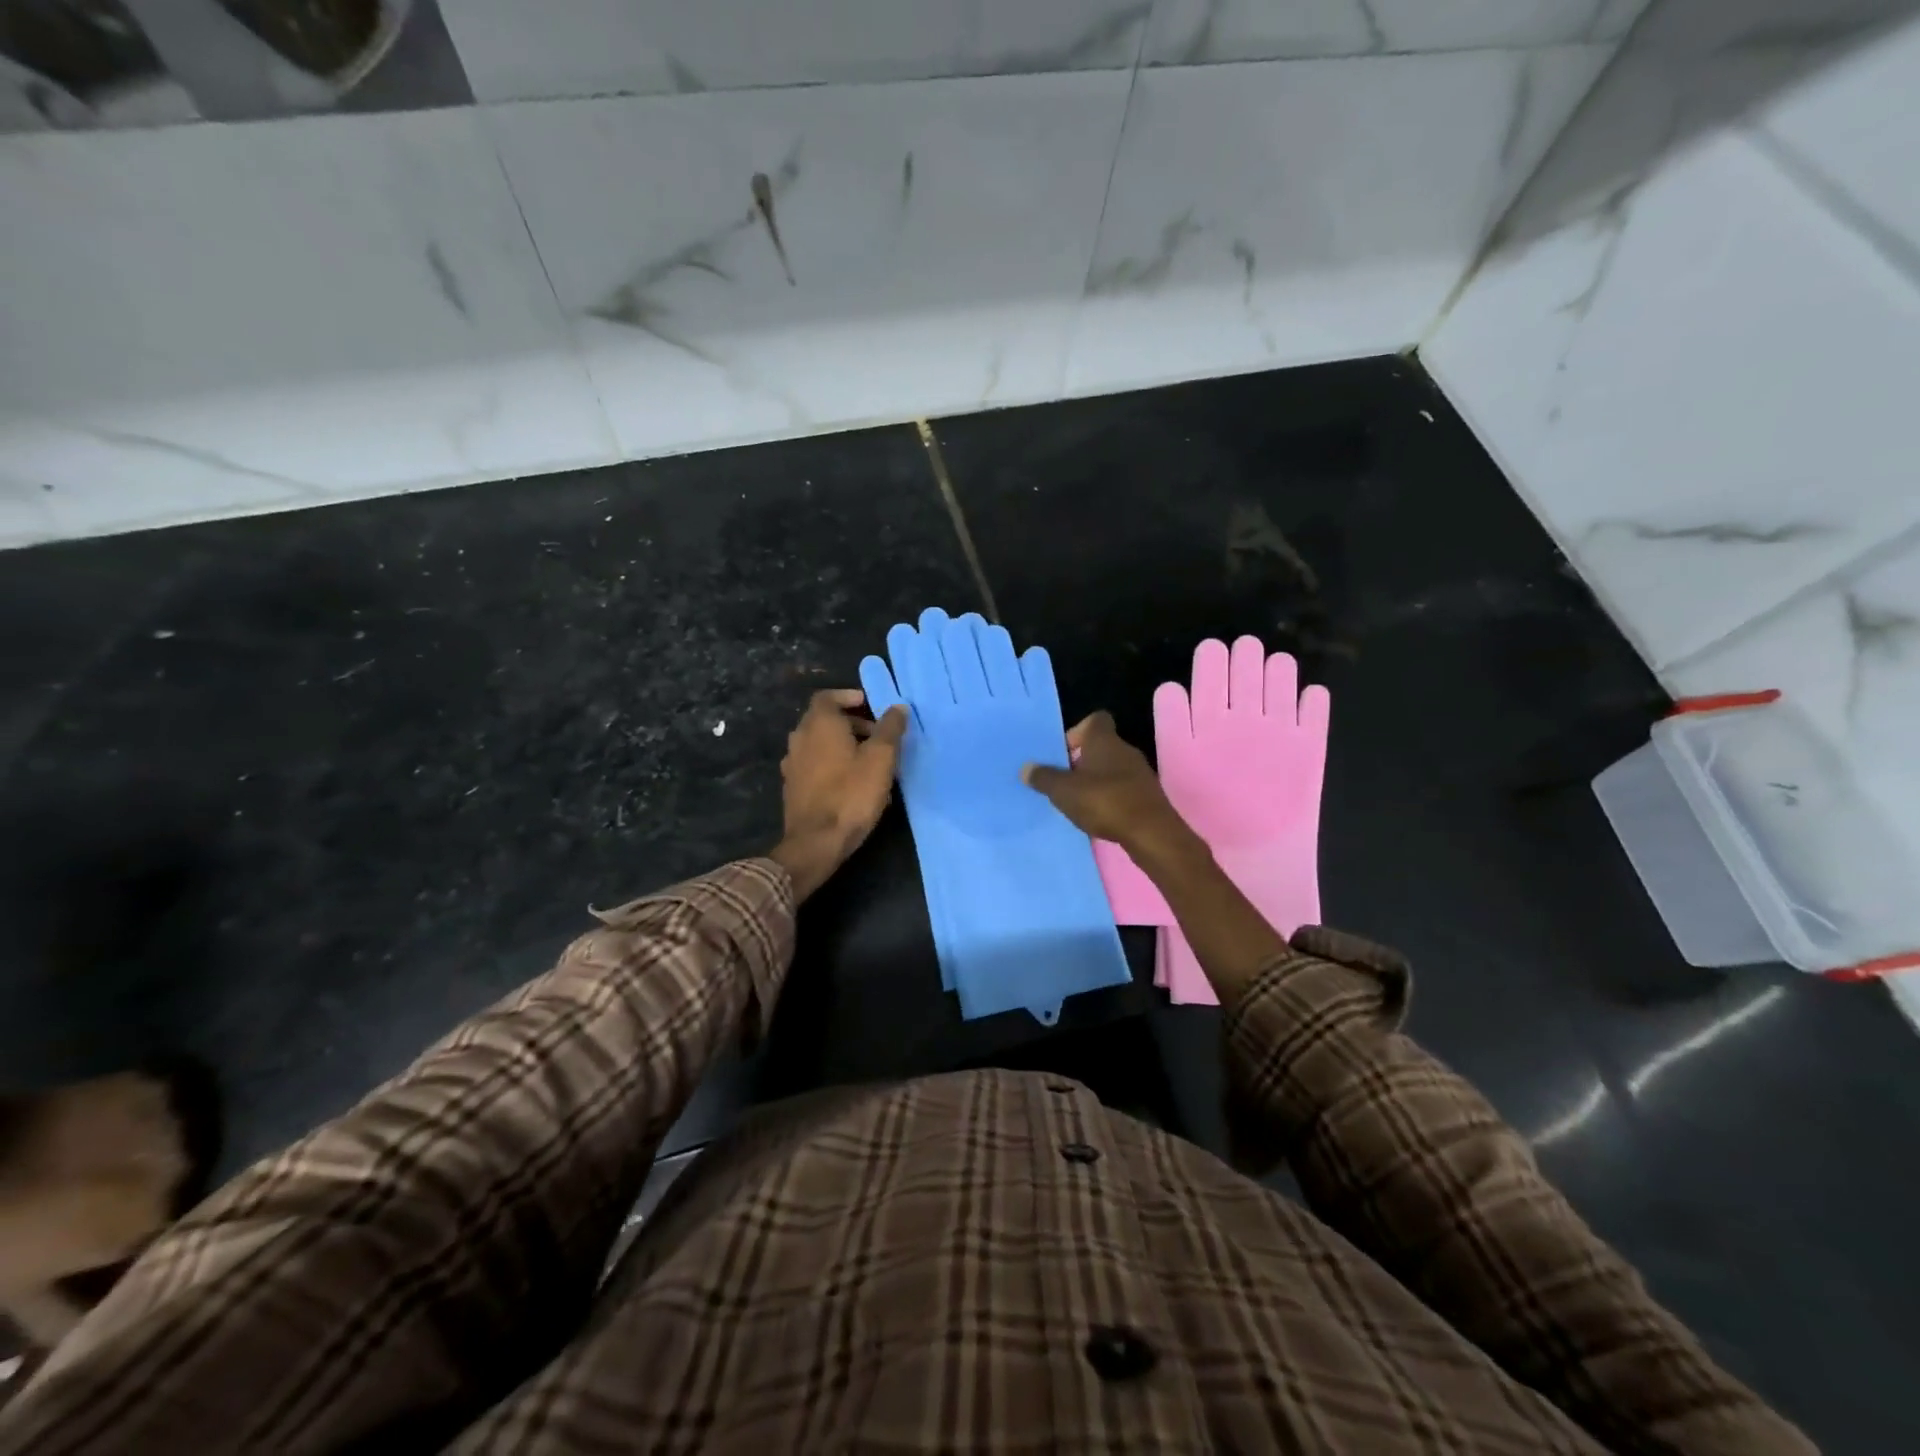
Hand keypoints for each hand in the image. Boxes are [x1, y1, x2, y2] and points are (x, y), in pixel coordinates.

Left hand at [770, 689, 907, 900]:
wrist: (816, 842)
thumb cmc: (851, 794)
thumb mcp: (881, 759)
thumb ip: (890, 729)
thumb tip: (897, 707)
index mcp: (819, 724)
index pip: (828, 697)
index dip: (849, 697)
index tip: (870, 705)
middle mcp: (800, 738)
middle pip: (823, 720)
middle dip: (851, 723)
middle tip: (877, 736)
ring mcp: (792, 764)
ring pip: (819, 744)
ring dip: (842, 745)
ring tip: (868, 761)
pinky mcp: (792, 788)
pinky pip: (814, 765)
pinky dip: (831, 764)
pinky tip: (851, 784)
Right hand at [1022, 711, 1198, 865]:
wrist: (1151, 833)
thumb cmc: (1104, 801)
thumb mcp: (1063, 791)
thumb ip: (1043, 778)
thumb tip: (1026, 768)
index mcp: (1104, 740)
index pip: (1094, 720)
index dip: (1076, 732)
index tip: (1062, 753)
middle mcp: (1125, 750)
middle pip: (1099, 746)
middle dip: (1080, 761)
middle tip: (1062, 781)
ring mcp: (1139, 773)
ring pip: (1110, 769)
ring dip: (1093, 781)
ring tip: (1076, 801)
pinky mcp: (1146, 795)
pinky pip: (1121, 788)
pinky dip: (1108, 797)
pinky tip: (1097, 815)